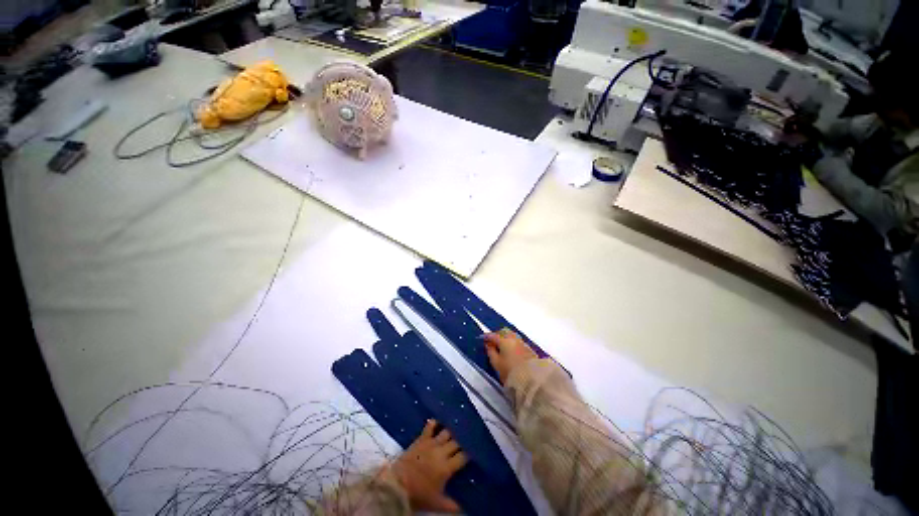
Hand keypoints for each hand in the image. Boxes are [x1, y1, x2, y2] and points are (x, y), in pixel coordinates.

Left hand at [392, 419, 467, 512]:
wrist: (397, 485)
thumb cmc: (418, 495)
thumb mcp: (436, 504)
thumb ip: (451, 505)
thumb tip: (463, 509)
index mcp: (447, 467)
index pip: (463, 457)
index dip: (469, 454)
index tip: (473, 453)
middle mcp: (441, 452)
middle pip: (456, 442)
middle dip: (462, 442)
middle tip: (465, 442)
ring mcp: (431, 443)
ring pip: (446, 432)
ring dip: (451, 432)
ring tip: (456, 429)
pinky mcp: (421, 439)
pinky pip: (430, 426)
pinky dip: (435, 423)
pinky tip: (439, 421)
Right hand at [483, 328, 537, 384]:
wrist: (530, 379)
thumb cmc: (510, 371)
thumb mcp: (496, 363)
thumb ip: (491, 352)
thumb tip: (489, 345)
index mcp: (504, 340)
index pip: (493, 335)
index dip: (487, 336)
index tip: (482, 338)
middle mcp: (514, 338)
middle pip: (504, 331)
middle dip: (497, 334)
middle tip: (492, 341)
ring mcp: (522, 343)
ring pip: (512, 335)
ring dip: (505, 338)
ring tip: (501, 346)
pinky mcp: (528, 349)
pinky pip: (518, 341)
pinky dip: (512, 343)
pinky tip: (510, 350)